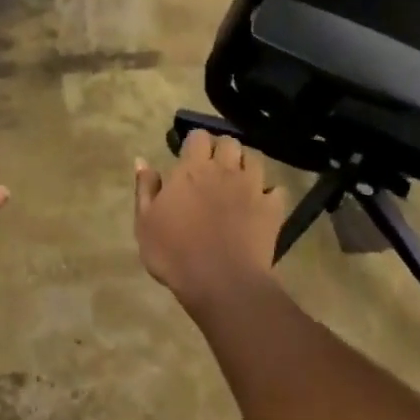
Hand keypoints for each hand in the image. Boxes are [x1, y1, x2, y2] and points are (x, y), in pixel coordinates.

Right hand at [133, 131, 286, 316]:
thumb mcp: (145, 222)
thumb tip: (142, 161)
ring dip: (246, 165)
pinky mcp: (272, 209)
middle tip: (214, 167)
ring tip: (239, 180)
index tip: (188, 157)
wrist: (221, 283)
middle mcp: (224, 170)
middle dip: (222, 149)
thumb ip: (145, 189)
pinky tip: (262, 204)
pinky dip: (270, 193)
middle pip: (229, 142)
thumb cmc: (174, 253)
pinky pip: (276, 190)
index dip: (194, 143)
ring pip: (255, 159)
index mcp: (192, 170)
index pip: (198, 137)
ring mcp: (252, 188)